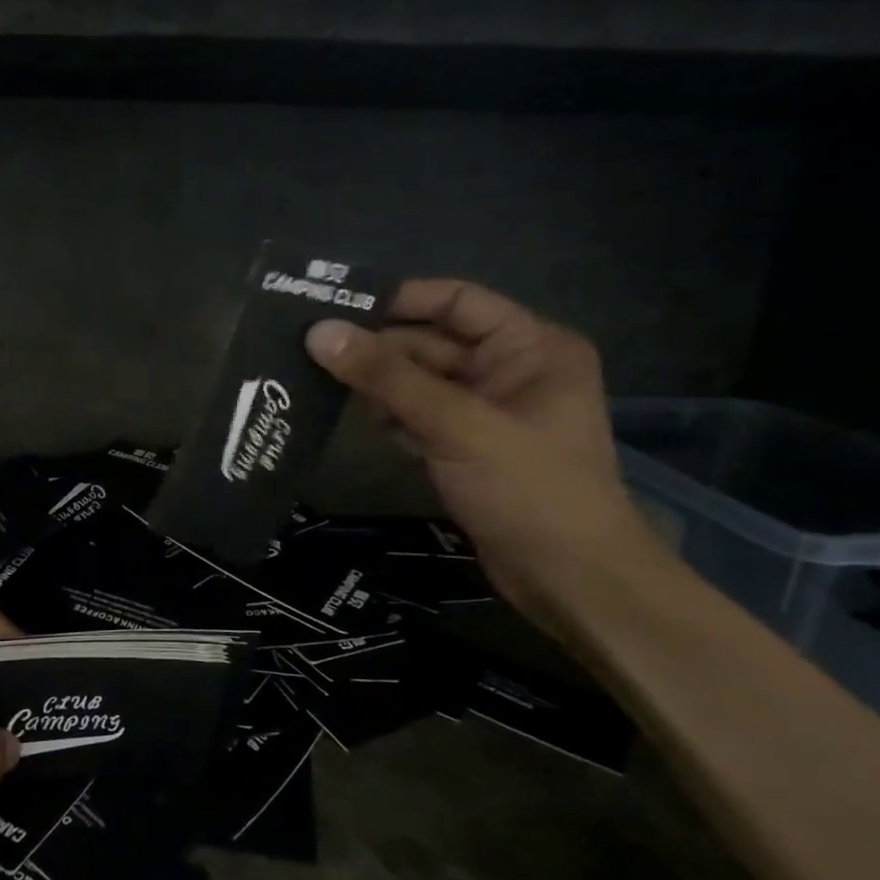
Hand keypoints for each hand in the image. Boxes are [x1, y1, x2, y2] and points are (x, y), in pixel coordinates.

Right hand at [305, 278, 666, 634]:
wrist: (569, 580)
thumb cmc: (528, 489)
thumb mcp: (457, 425)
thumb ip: (387, 377)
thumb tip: (320, 332)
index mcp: (530, 346)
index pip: (456, 301)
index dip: (399, 299)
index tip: (337, 305)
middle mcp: (510, 370)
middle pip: (430, 343)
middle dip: (377, 347)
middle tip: (310, 346)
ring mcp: (486, 411)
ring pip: (418, 382)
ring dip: (377, 383)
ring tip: (317, 377)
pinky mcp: (465, 447)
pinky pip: (418, 416)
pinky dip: (389, 416)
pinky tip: (355, 418)